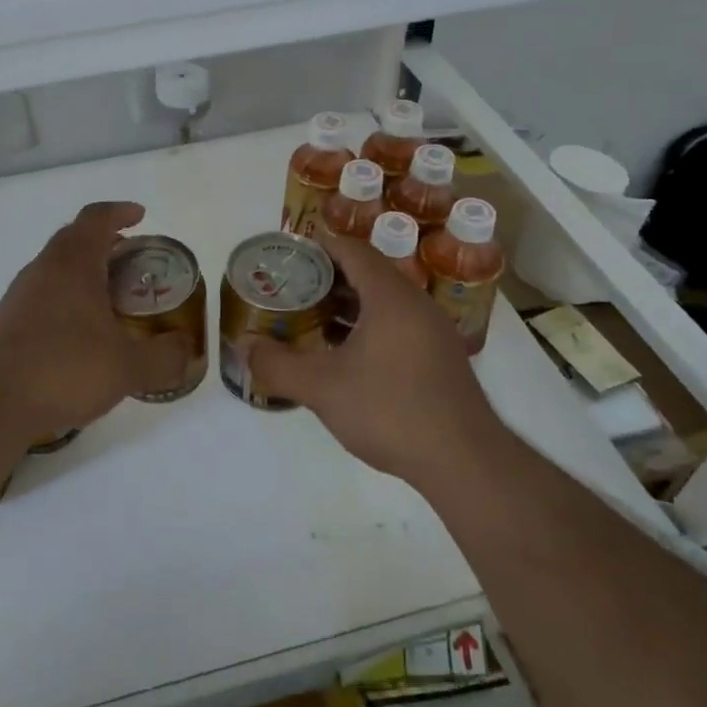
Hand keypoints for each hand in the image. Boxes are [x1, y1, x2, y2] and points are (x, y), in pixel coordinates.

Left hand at [0, 202, 188, 446]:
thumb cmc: (63, 370)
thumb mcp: (127, 368)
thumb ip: (164, 357)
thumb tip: (187, 351)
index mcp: (72, 264)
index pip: (96, 218)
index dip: (120, 212)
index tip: (140, 216)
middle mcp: (42, 270)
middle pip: (74, 239)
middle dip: (106, 243)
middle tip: (134, 261)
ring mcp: (18, 296)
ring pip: (56, 269)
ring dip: (85, 273)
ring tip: (113, 300)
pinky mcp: (5, 323)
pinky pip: (43, 296)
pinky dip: (67, 299)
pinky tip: (81, 335)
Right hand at [247, 232, 497, 486]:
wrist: (463, 460)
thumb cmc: (390, 410)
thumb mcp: (322, 388)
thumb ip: (277, 365)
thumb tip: (243, 347)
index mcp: (391, 297)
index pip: (354, 251)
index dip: (321, 245)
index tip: (290, 251)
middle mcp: (416, 304)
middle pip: (370, 273)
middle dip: (329, 276)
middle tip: (293, 287)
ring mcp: (434, 332)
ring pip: (386, 302)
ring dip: (350, 304)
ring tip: (312, 318)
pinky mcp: (441, 358)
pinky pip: (399, 325)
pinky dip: (369, 326)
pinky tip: (347, 355)